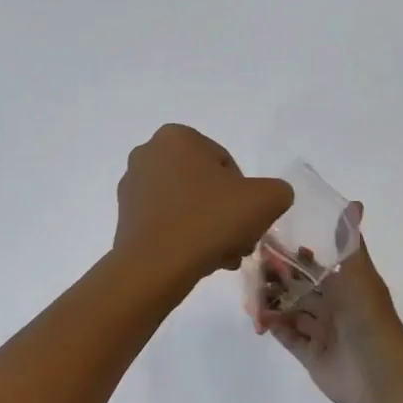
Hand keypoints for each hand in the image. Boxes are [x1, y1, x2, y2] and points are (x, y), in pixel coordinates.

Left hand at [114, 125, 294, 287]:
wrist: (156, 265)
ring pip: (187, 206)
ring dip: (209, 228)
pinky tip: (198, 260)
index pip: (227, 165)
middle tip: (239, 242)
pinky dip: (184, 237)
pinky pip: (166, 221)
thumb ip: (277, 190)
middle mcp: (148, 153)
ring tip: (222, 257)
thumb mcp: (266, 199)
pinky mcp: (124, 216)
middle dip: (226, 214)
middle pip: (205, 186)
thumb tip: (267, 198)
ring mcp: (132, 185)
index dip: (245, 195)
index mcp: (177, 136)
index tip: (248, 220)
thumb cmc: (210, 220)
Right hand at [252, 206, 402, 402]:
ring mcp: (321, 331)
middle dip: (275, 278)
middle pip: (298, 288)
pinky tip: (258, 318)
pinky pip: (287, 337)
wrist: (381, 375)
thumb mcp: (358, 274)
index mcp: (345, 285)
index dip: (293, 255)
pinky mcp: (310, 355)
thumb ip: (349, 242)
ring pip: (290, 311)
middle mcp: (333, 306)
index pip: (313, 265)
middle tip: (251, 270)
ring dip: (270, 302)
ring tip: (249, 296)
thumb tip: (355, 202)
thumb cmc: (368, 318)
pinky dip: (273, 326)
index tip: (266, 243)